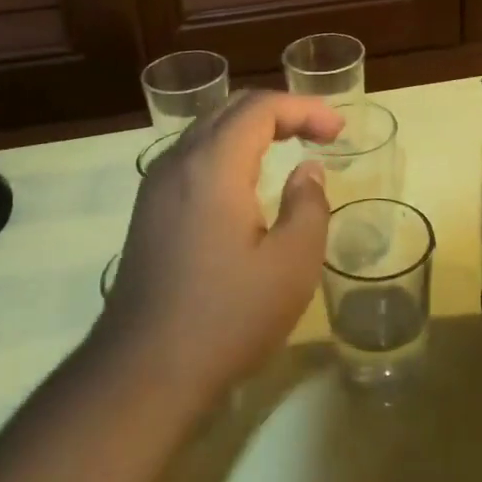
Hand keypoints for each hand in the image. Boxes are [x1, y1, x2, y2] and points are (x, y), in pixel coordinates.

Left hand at [98, 91, 340, 406]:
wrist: (142, 373)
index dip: (305, 108)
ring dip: (253, 128)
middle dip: (281, 111)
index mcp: (213, 166)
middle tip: (321, 131)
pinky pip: (193, 156)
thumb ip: (309, 206)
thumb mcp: (292, 265)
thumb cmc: (226, 317)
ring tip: (291, 143)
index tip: (339, 131)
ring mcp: (156, 187)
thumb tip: (307, 169)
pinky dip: (229, 149)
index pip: (261, 108)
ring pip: (208, 130)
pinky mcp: (148, 212)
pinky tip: (248, 179)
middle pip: (231, 109)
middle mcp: (178, 163)